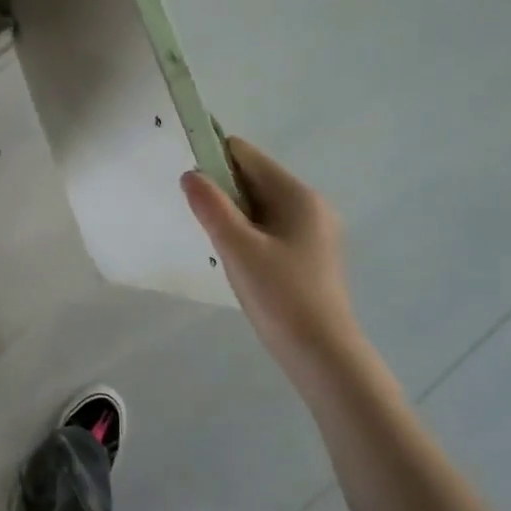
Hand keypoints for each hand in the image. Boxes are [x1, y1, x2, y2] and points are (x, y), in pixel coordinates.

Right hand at [183, 137, 365, 385]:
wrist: (322, 354)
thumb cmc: (280, 296)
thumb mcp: (238, 249)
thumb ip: (211, 207)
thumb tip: (191, 174)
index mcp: (297, 195)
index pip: (247, 155)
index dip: (213, 158)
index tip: (188, 182)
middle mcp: (310, 205)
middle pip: (254, 178)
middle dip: (222, 192)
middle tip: (200, 221)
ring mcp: (313, 231)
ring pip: (260, 206)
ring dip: (234, 216)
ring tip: (219, 246)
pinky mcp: (310, 254)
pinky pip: (270, 228)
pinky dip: (248, 234)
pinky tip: (238, 261)